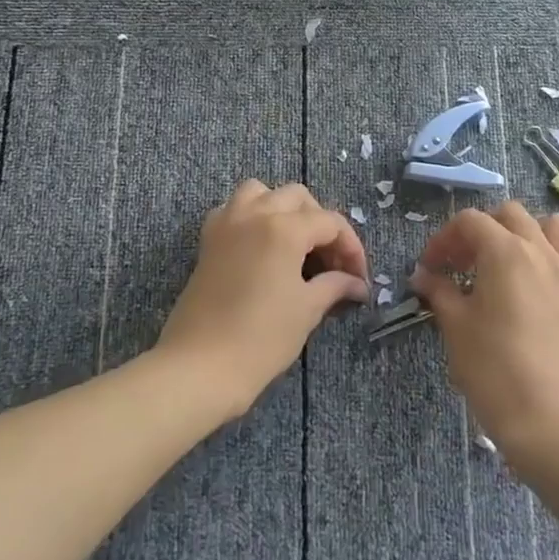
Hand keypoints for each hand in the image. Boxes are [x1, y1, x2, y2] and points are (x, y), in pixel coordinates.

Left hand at [156, 180, 368, 418]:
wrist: (199, 366)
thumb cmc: (260, 338)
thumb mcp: (306, 310)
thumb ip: (334, 286)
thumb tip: (357, 284)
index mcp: (284, 228)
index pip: (330, 223)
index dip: (351, 248)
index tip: (359, 279)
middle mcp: (255, 213)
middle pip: (298, 198)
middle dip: (320, 224)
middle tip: (331, 263)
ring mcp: (227, 223)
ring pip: (261, 192)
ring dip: (283, 209)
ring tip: (296, 244)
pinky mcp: (208, 240)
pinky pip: (233, 209)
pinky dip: (251, 216)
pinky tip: (261, 247)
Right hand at [412, 202, 558, 476]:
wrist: (548, 420)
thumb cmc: (492, 369)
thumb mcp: (455, 326)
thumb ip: (439, 291)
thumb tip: (424, 276)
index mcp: (504, 251)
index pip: (469, 222)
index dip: (444, 239)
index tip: (431, 268)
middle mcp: (543, 251)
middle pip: (511, 215)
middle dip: (484, 231)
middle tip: (467, 265)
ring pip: (558, 227)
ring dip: (533, 234)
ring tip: (516, 263)